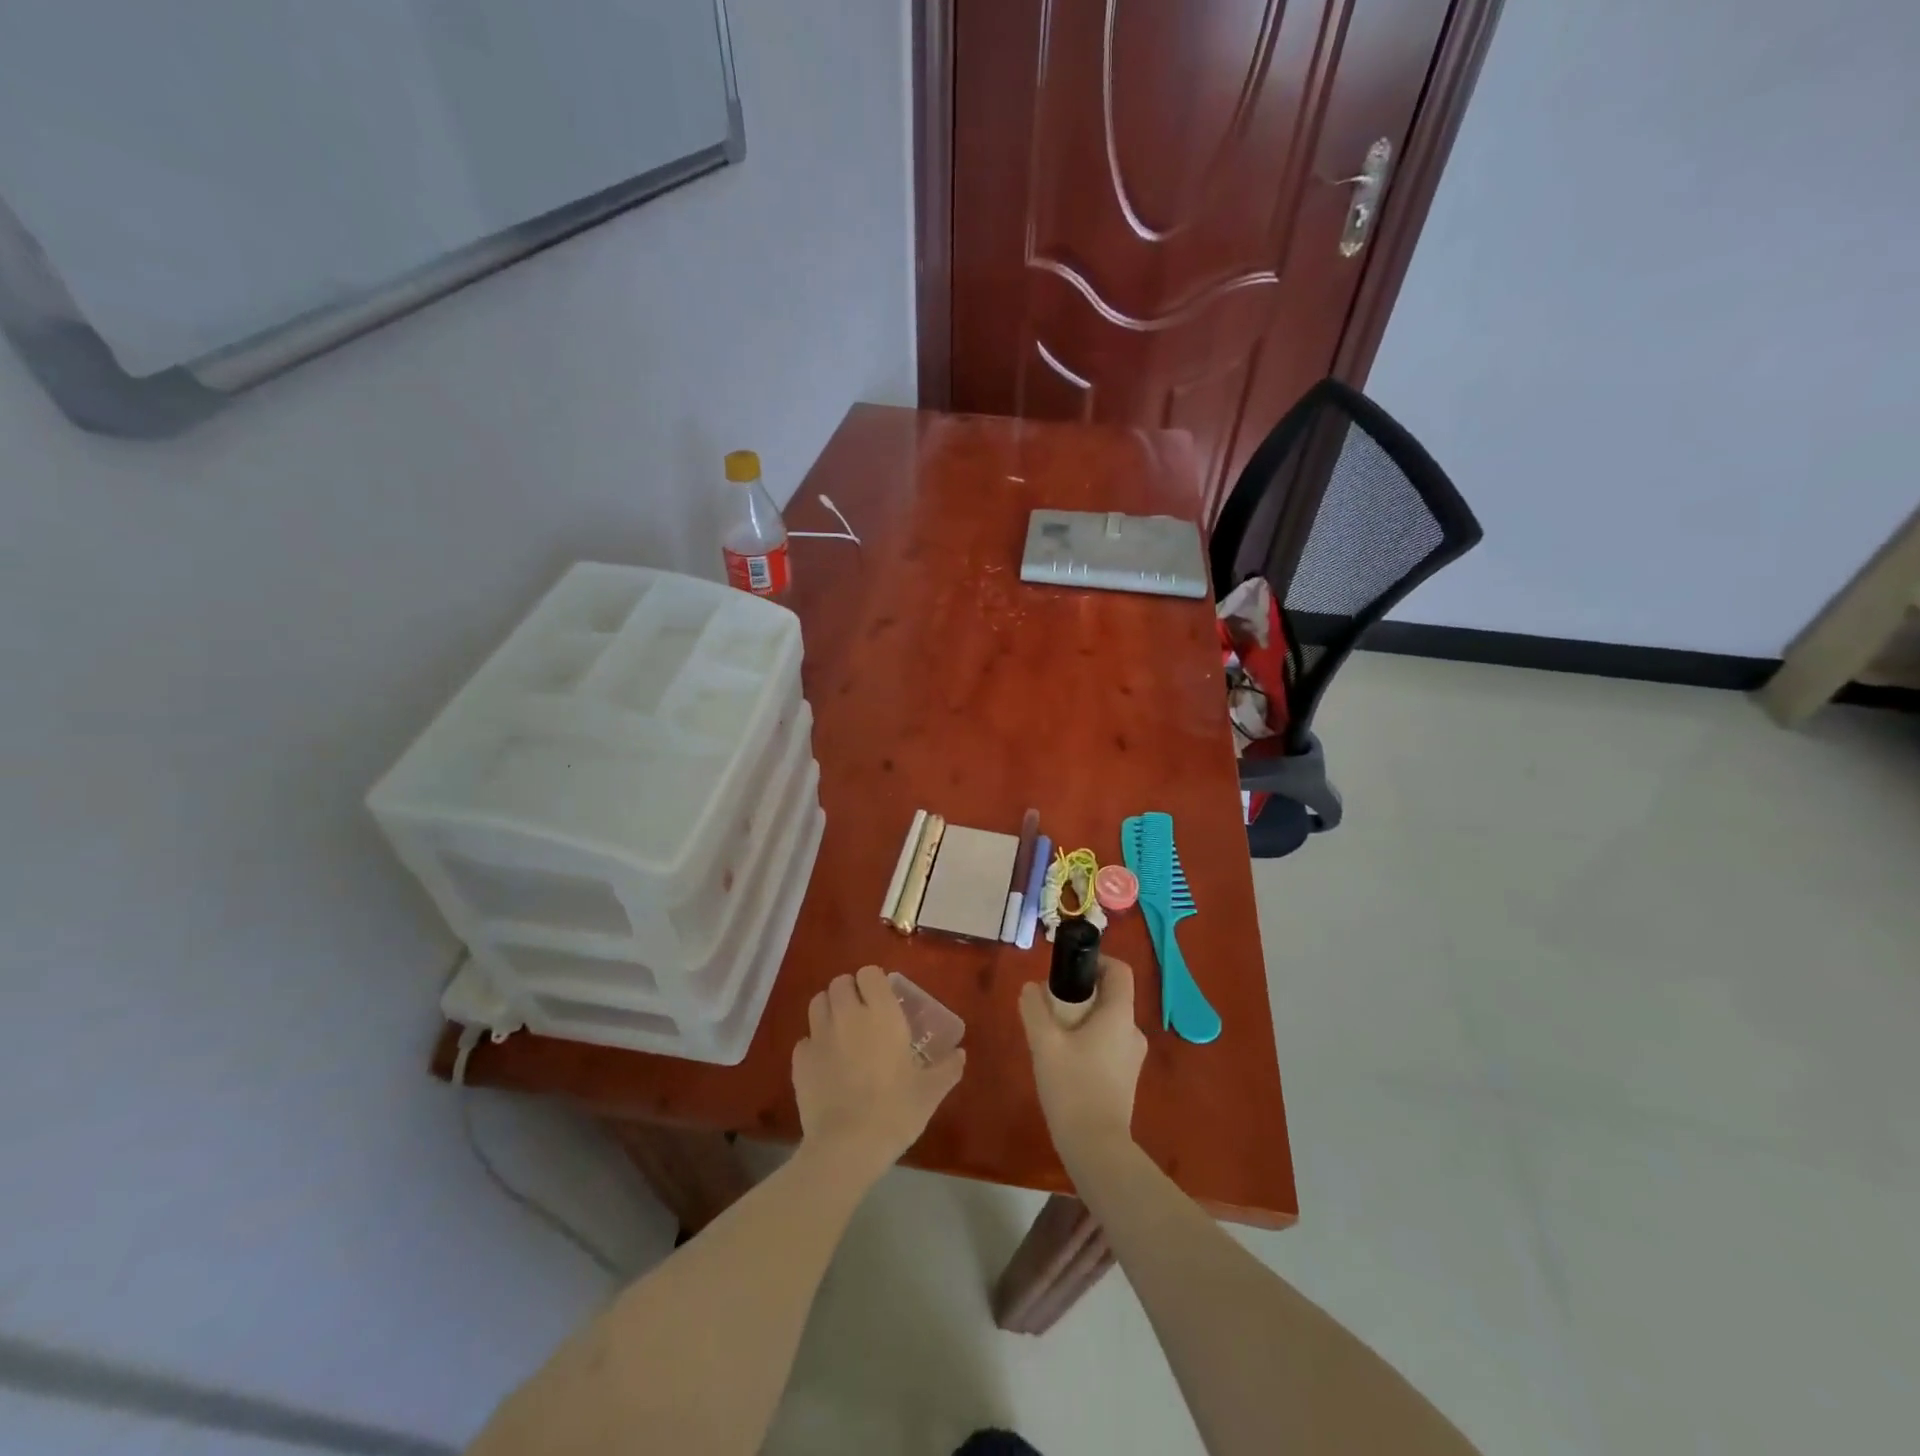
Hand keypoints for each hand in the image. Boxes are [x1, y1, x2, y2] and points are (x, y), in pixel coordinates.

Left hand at [792, 965, 965, 1183]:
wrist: (847, 1146)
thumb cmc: (895, 1111)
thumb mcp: (930, 1091)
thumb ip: (947, 1068)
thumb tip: (960, 1054)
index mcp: (881, 1014)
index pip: (869, 973)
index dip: (874, 982)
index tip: (883, 999)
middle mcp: (848, 1015)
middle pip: (840, 982)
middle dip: (850, 992)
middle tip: (862, 1014)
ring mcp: (819, 1036)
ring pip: (818, 1003)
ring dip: (829, 1010)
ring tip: (841, 1031)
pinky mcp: (799, 1060)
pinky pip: (805, 1039)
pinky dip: (814, 1044)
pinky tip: (825, 1064)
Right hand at [1018, 956, 1147, 1163]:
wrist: (1096, 1148)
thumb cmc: (1072, 1087)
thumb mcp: (1044, 1043)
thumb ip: (1034, 1008)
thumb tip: (1030, 988)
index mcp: (1119, 1015)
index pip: (1119, 970)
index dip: (1096, 961)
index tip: (1069, 970)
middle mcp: (1133, 1031)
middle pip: (1111, 995)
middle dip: (1081, 992)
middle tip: (1051, 1004)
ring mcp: (1132, 1057)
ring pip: (1107, 1021)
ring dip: (1082, 1019)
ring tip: (1053, 1035)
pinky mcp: (1126, 1078)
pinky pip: (1108, 1044)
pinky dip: (1088, 1040)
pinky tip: (1064, 1060)